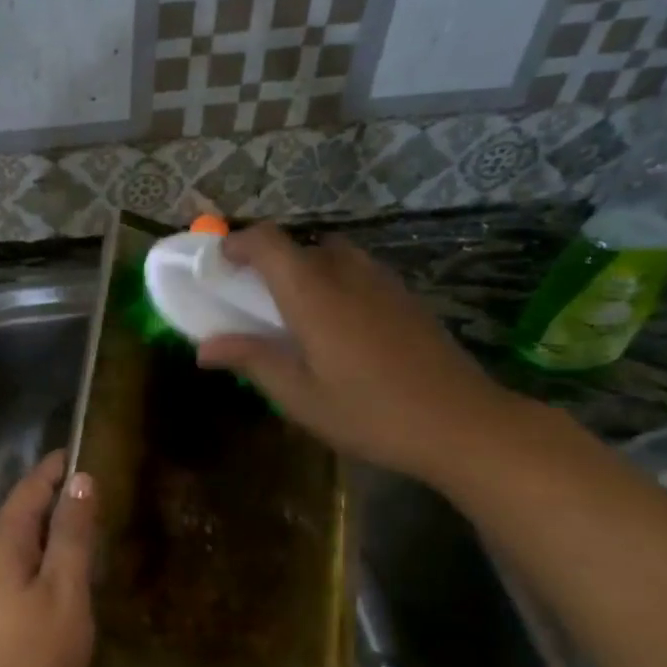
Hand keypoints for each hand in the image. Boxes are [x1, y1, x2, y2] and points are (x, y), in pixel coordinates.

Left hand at [0, 451, 96, 666]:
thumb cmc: (30, 657)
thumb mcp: (63, 591)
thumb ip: (72, 535)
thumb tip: (81, 479)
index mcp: (6, 539)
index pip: (34, 484)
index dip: (62, 465)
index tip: (95, 447)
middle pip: (28, 508)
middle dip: (63, 492)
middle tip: (109, 483)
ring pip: (27, 538)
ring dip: (59, 525)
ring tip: (99, 519)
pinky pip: (26, 563)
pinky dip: (52, 554)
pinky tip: (75, 568)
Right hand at [197, 224, 520, 483]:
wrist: (462, 423)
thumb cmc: (370, 413)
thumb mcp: (300, 396)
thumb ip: (252, 360)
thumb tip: (204, 347)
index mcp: (314, 295)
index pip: (269, 242)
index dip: (239, 244)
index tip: (218, 263)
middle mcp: (348, 275)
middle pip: (300, 245)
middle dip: (269, 260)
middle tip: (252, 296)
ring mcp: (383, 283)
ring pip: (333, 254)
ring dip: (304, 268)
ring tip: (294, 310)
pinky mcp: (406, 298)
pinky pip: (359, 271)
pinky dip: (335, 281)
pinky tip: (338, 325)